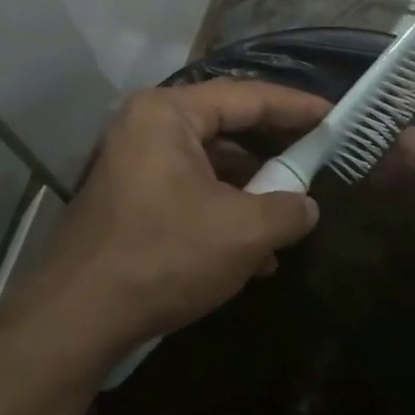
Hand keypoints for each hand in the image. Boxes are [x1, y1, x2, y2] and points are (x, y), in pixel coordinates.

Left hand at [11, 80, 327, 366]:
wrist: (79, 317)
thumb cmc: (165, 256)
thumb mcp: (243, 232)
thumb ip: (288, 209)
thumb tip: (306, 206)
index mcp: (168, 114)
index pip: (247, 96)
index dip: (296, 106)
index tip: (334, 116)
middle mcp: (145, 129)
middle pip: (226, 129)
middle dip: (273, 153)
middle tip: (316, 161)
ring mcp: (133, 167)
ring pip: (209, 168)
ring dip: (251, 194)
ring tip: (290, 221)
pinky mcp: (130, 203)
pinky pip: (189, 194)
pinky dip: (224, 215)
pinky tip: (255, 256)